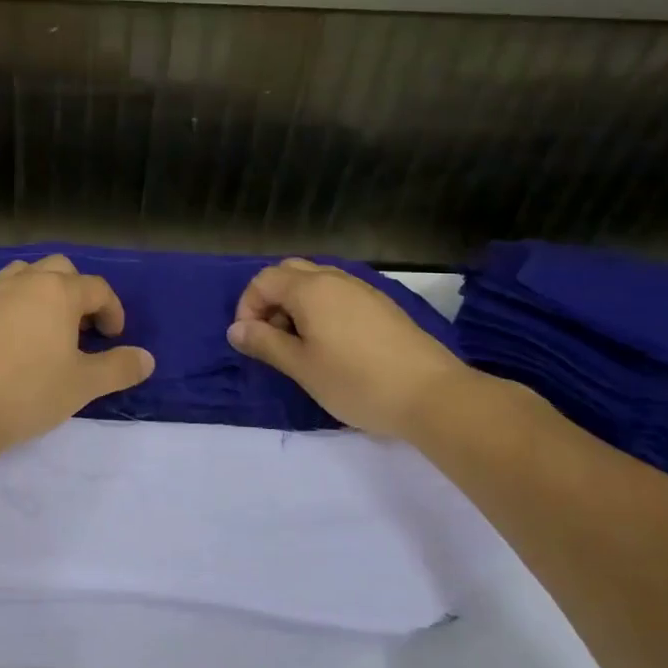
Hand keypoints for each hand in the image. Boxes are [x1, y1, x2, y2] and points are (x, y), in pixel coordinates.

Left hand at [0, 255, 155, 455]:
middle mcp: (23, 282)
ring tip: (43, 326)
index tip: (114, 337)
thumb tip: (147, 359)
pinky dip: (7, 306)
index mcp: (58, 292)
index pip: (97, 288)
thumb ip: (119, 368)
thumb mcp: (82, 385)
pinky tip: (5, 336)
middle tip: (81, 328)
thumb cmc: (28, 392)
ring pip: (21, 274)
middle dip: (76, 292)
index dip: (112, 310)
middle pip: (59, 269)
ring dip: (40, 291)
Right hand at [227, 258, 471, 436]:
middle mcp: (335, 279)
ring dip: (295, 304)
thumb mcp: (301, 367)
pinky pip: (338, 294)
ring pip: (316, 281)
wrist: (432, 395)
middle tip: (271, 337)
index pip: (263, 280)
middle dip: (270, 299)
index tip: (250, 341)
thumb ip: (265, 343)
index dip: (247, 307)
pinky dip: (321, 309)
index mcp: (311, 289)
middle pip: (289, 272)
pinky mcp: (382, 306)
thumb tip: (235, 330)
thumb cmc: (356, 382)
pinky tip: (330, 344)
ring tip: (299, 344)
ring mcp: (363, 290)